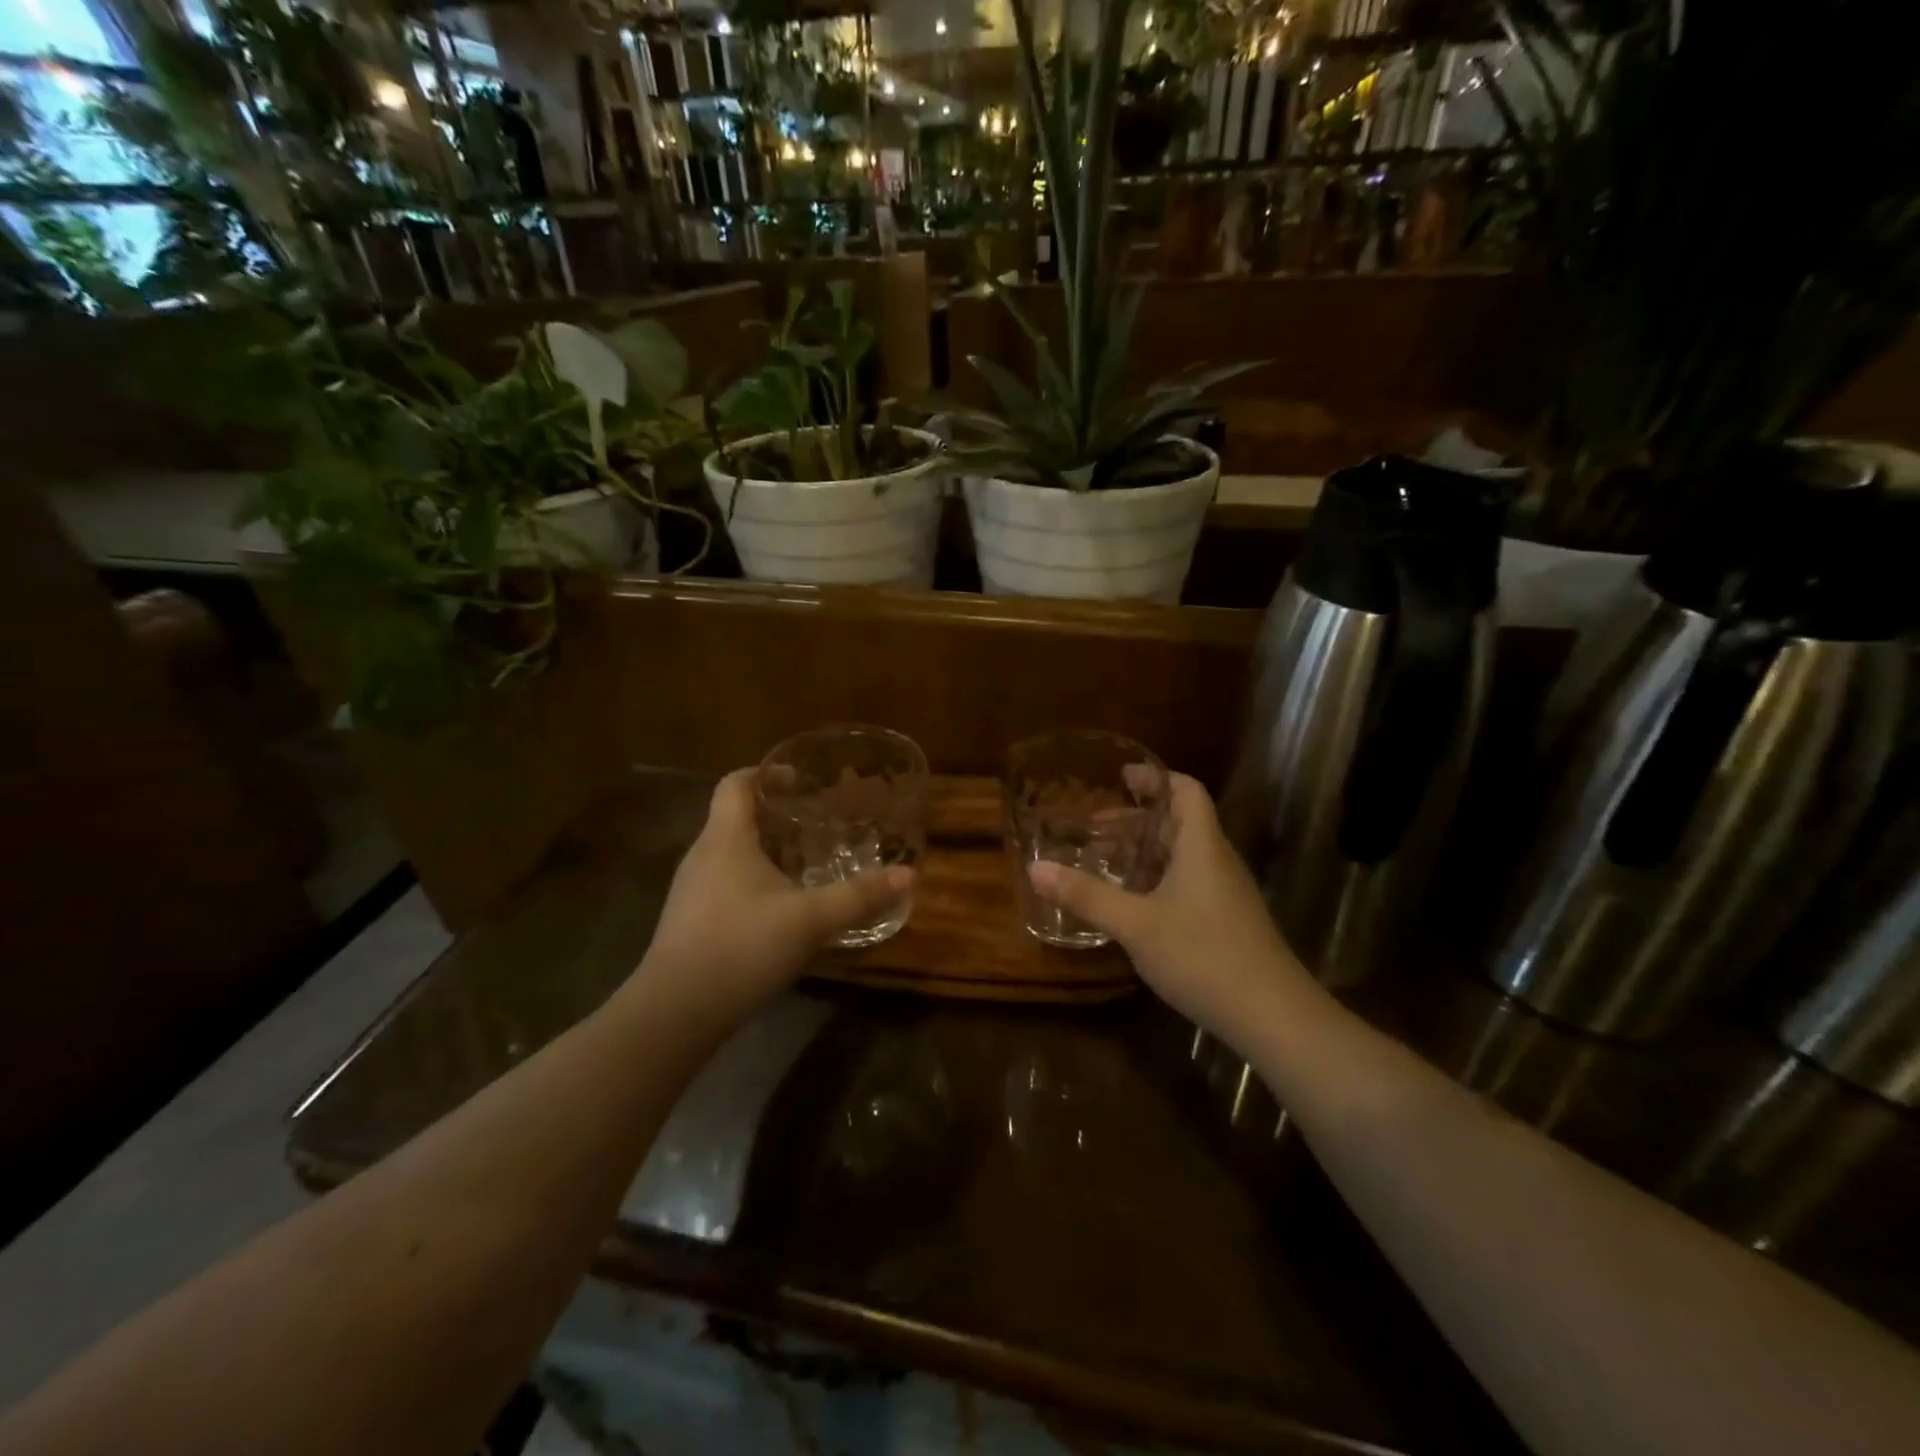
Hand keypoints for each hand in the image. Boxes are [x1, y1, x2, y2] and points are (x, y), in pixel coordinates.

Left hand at [634, 769, 912, 1030]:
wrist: (676, 1013)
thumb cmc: (741, 947)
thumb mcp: (810, 920)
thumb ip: (859, 897)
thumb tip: (908, 875)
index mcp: (725, 839)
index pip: (735, 784)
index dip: (765, 773)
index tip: (799, 780)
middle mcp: (702, 856)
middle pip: (735, 818)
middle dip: (775, 815)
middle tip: (816, 823)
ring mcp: (691, 891)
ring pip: (731, 854)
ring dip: (766, 851)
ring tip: (806, 863)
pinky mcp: (691, 922)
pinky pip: (725, 884)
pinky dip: (754, 881)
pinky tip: (781, 908)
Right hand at [1027, 774, 1309, 1040]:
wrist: (1273, 1016)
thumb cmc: (1204, 955)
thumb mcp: (1136, 925)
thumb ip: (1087, 896)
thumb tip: (1036, 870)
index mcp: (1201, 846)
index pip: (1186, 790)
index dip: (1155, 778)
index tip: (1120, 777)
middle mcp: (1217, 860)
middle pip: (1180, 822)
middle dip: (1137, 820)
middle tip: (1094, 827)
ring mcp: (1225, 892)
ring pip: (1183, 855)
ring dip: (1146, 852)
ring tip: (1105, 862)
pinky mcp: (1226, 920)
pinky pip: (1188, 882)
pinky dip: (1157, 879)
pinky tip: (1133, 904)